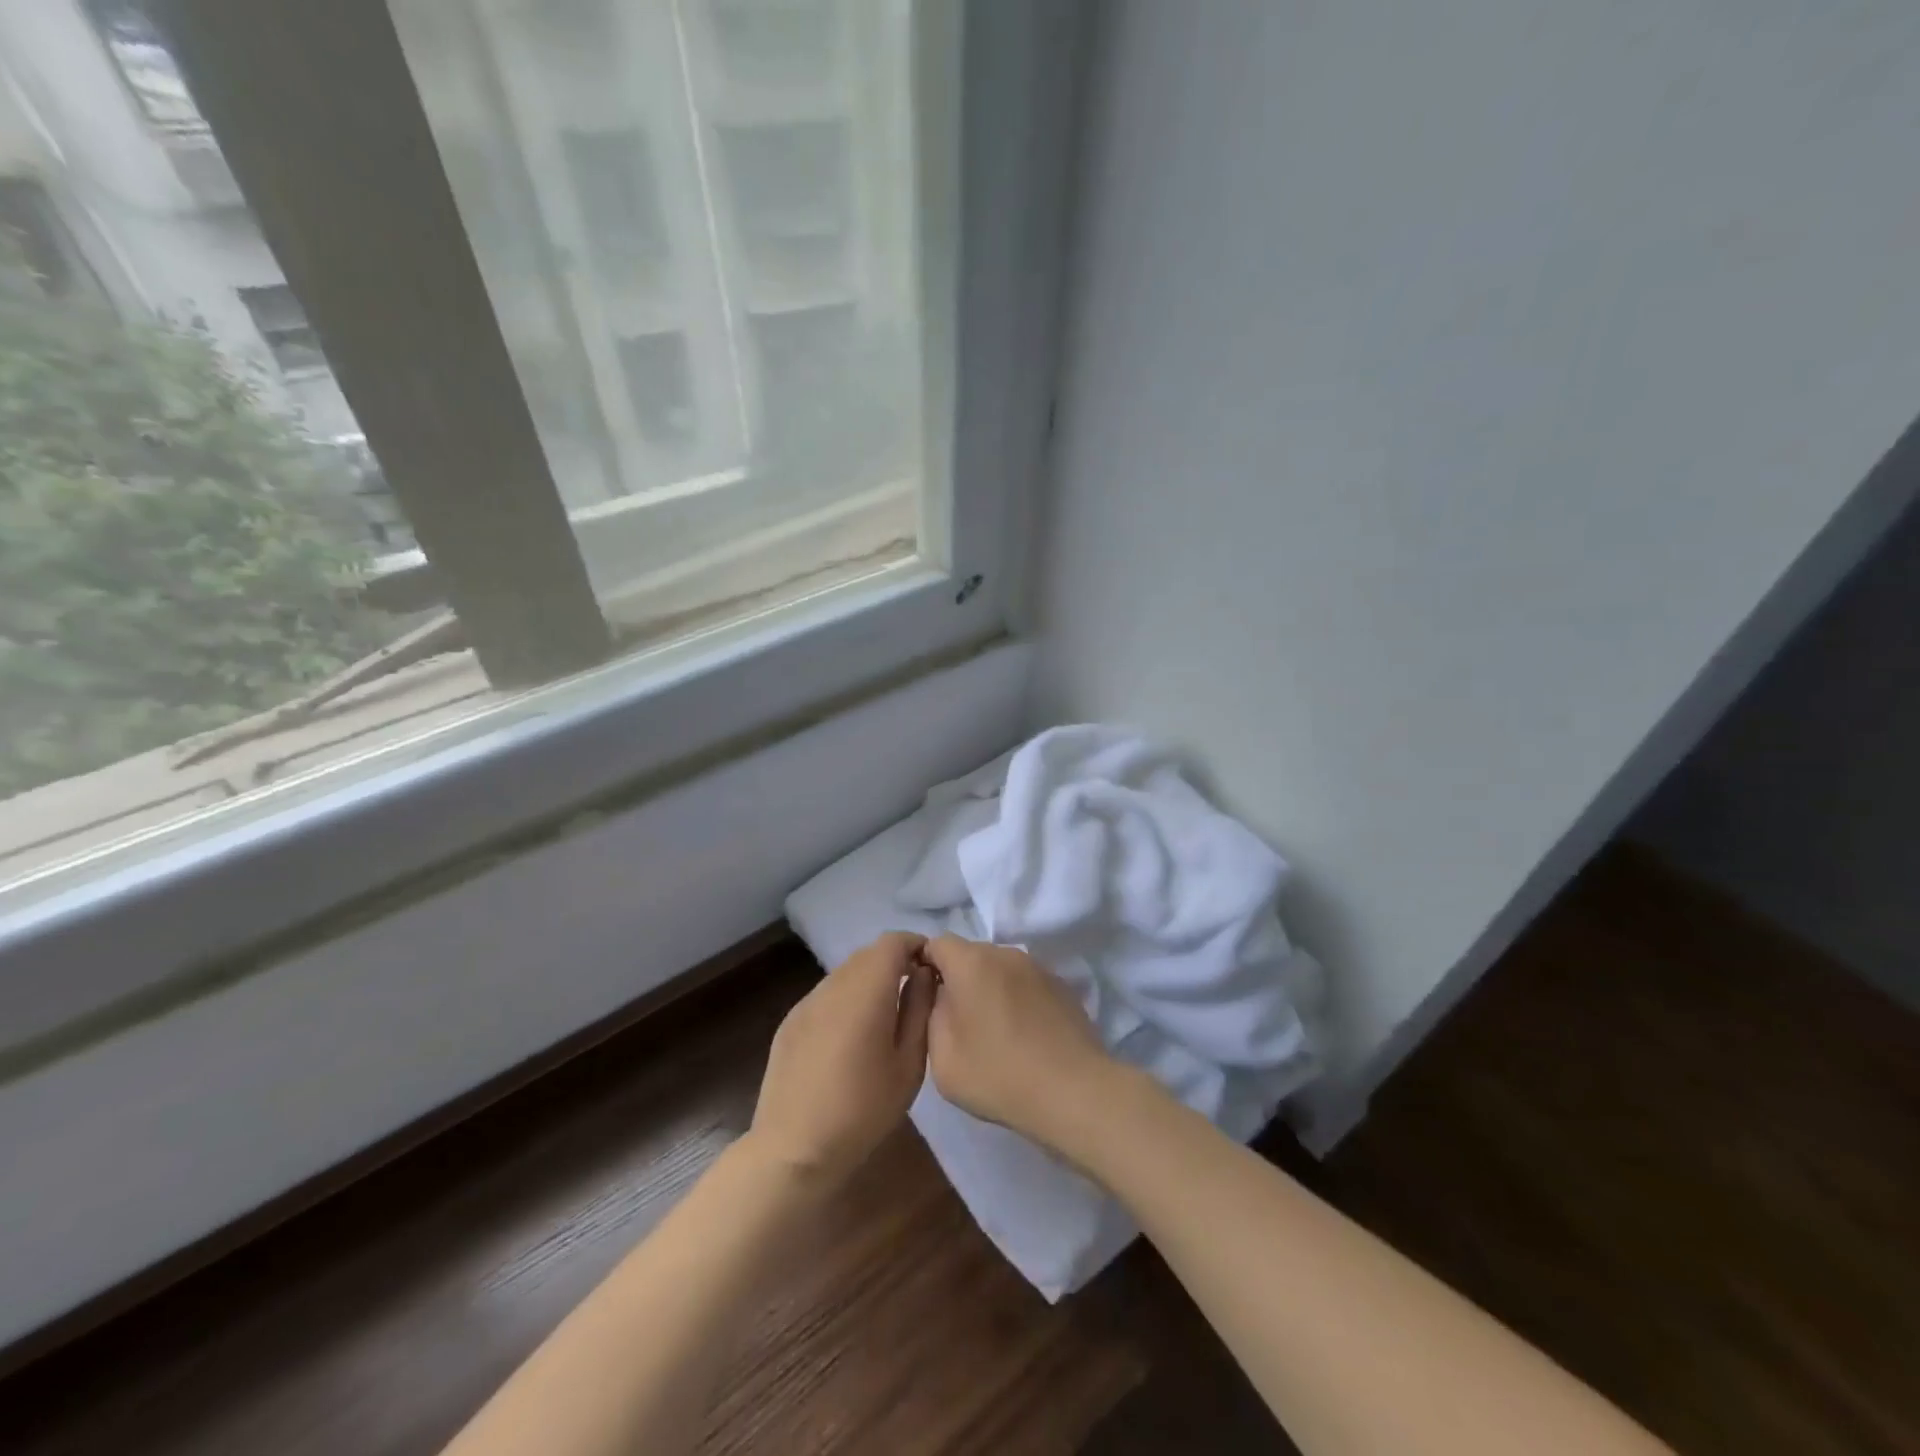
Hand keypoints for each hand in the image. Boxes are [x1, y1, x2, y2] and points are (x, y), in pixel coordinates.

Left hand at [749, 932, 933, 1186]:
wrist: (793, 1151)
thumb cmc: (863, 1111)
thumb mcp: (909, 1064)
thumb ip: (919, 1009)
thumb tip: (923, 973)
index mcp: (865, 991)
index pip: (892, 941)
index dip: (915, 946)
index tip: (931, 970)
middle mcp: (832, 985)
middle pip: (868, 954)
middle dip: (894, 963)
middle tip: (913, 995)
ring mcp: (806, 1002)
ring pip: (845, 973)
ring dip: (868, 981)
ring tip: (883, 1019)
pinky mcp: (790, 1021)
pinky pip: (826, 995)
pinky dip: (845, 1000)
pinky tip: (850, 1038)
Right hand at [921, 936, 1116, 1149]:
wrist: (1074, 1092)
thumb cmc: (998, 1074)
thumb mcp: (942, 1057)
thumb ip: (931, 1014)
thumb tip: (941, 994)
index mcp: (971, 962)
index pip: (937, 944)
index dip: (926, 965)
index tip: (925, 997)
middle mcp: (1005, 953)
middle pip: (970, 955)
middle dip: (959, 980)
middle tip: (958, 1022)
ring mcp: (1038, 968)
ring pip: (1000, 969)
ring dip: (990, 990)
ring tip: (994, 1033)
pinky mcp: (1062, 986)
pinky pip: (1026, 984)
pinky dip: (1017, 1000)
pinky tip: (1023, 1036)